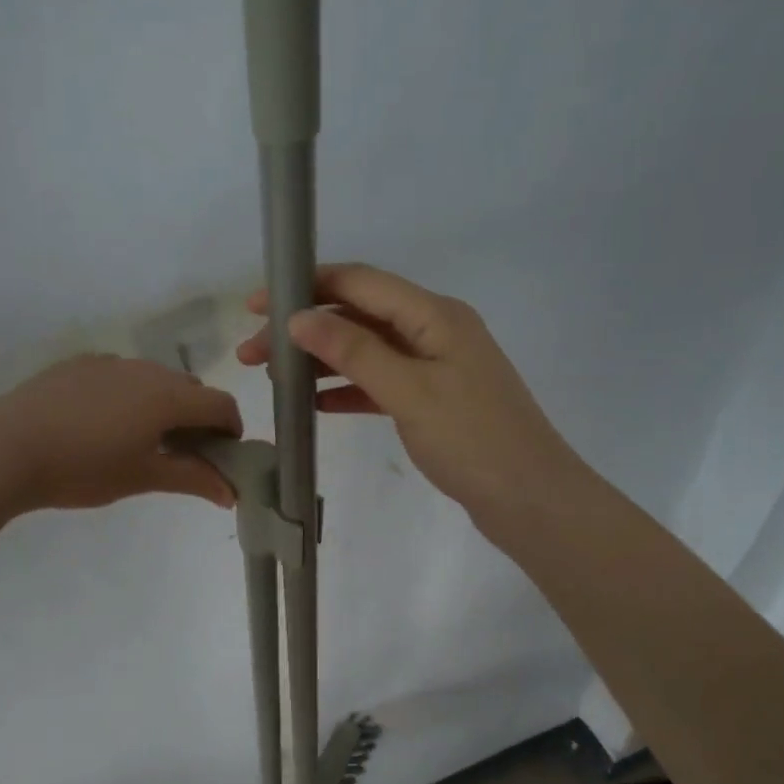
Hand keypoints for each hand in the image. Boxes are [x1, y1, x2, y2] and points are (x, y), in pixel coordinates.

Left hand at [0, 355, 240, 511]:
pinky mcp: (78, 364)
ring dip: (163, 404)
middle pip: (190, 388)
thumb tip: (231, 492)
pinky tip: (102, 424)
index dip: (231, 430)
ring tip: (139, 439)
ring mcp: (109, 362)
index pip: (220, 404)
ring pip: (154, 379)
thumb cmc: (83, 468)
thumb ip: (193, 479)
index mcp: (168, 395)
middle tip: (181, 454)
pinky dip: (129, 395)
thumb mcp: (143, 477)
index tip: (222, 457)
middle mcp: (145, 369)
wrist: (5, 448)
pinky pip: (120, 375)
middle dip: (197, 418)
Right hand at [236, 263, 582, 522]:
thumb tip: (299, 318)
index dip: (306, 287)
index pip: (360, 283)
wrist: (530, 500)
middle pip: (358, 317)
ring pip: (366, 352)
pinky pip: (381, 384)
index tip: (258, 304)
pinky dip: (348, 390)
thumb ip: (354, 352)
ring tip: (275, 379)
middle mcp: (435, 330)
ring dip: (321, 361)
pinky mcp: (434, 401)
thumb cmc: (473, 441)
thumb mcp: (409, 391)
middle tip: (253, 355)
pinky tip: (315, 404)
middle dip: (305, 330)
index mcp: (434, 315)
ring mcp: (436, 367)